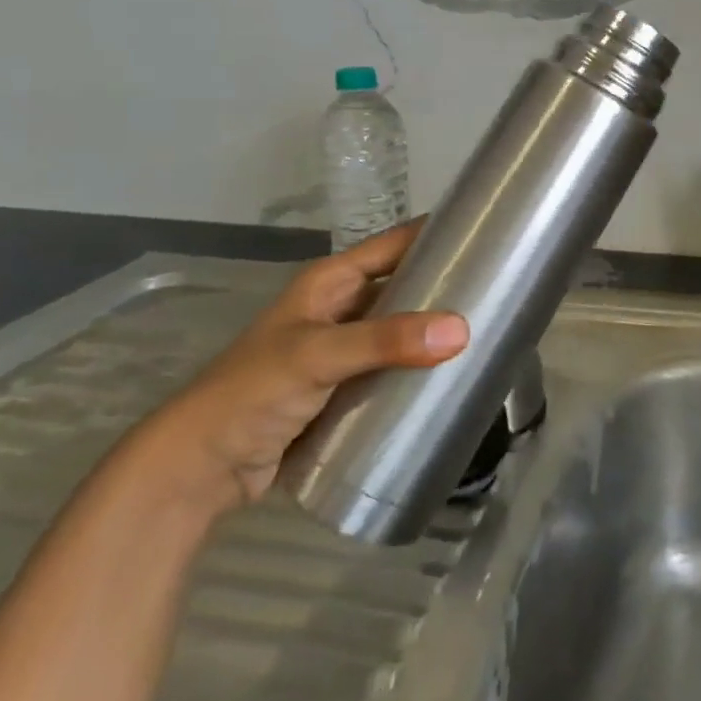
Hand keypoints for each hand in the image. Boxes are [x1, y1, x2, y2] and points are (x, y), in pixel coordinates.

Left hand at [121, 223, 467, 517]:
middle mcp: (342, 307)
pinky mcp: (348, 387)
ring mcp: (345, 349)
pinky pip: (394, 367)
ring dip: (436, 330)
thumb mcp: (317, 355)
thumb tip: (460, 330)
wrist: (201, 468)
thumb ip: (385, 341)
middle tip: (500, 290)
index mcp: (332, 282)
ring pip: (403, 328)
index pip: (396, 243)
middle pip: (405, 285)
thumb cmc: (252, 392)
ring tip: (490, 331)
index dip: (437, 232)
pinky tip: (455, 374)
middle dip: (446, 285)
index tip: (488, 232)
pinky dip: (421, 367)